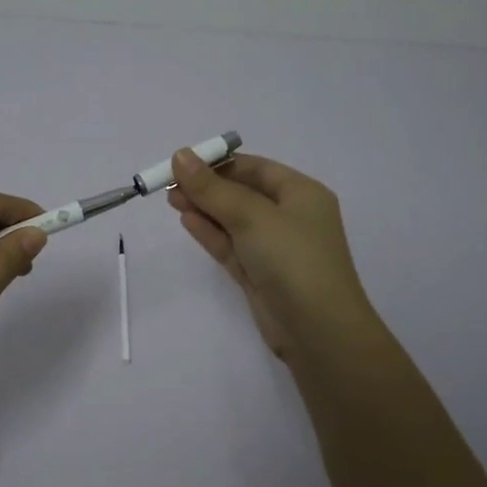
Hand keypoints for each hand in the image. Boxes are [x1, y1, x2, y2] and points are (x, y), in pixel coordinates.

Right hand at [167, 150, 382, 364]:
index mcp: (302, 194)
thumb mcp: (252, 216)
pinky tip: (186, 219)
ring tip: (170, 199)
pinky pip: (231, 246)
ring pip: (234, 221)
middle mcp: (290, 217)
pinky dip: (210, 232)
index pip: (256, 168)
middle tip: (168, 183)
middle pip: (243, 193)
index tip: (183, 162)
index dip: (220, 163)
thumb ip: (213, 188)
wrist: (318, 330)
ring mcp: (274, 248)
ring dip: (204, 208)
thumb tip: (180, 155)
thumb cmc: (293, 259)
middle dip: (207, 187)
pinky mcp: (260, 274)